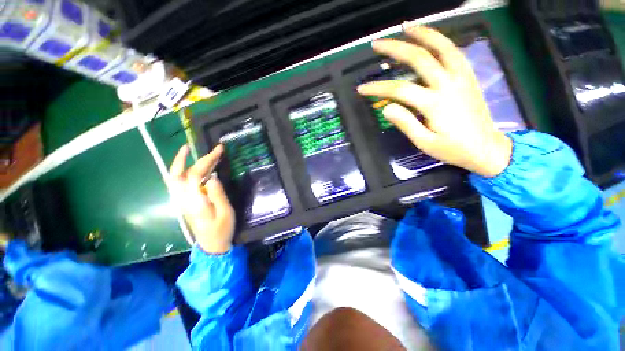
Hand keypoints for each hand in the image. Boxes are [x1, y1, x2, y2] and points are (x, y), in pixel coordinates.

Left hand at [169, 145, 234, 253]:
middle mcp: (184, 199)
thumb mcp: (225, 213)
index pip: (195, 175)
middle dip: (198, 159)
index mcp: (195, 201)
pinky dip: (186, 171)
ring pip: (177, 178)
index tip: (218, 150)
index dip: (206, 160)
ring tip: (195, 152)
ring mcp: (183, 201)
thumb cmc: (222, 230)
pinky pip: (182, 183)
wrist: (212, 246)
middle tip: (214, 149)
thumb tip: (213, 177)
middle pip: (184, 173)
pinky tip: (198, 168)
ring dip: (185, 163)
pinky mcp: (187, 202)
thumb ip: (218, 195)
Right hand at [357, 26, 511, 177]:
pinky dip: (441, 41)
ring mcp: (461, 77)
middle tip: (377, 44)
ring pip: (442, 47)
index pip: (399, 89)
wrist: (486, 148)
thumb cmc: (452, 149)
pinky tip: (431, 39)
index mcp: (434, 104)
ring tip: (406, 26)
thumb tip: (387, 108)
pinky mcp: (468, 77)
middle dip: (395, 48)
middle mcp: (448, 85)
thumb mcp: (424, 143)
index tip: (362, 88)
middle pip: (419, 58)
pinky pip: (455, 52)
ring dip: (423, 33)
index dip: (377, 87)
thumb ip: (406, 124)